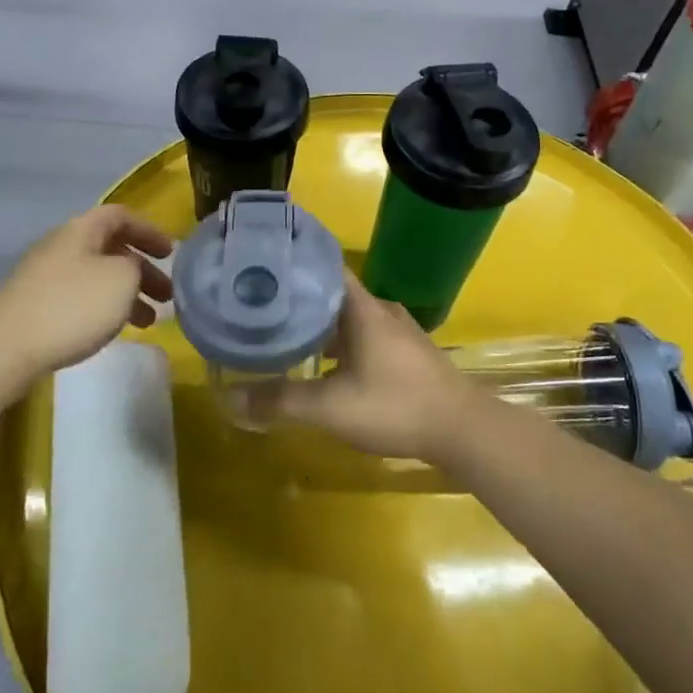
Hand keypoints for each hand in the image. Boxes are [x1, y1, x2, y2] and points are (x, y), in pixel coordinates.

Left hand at [0, 206, 173, 377]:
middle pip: (111, 249)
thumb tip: (133, 269)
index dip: (150, 231)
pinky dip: (104, 309)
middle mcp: (62, 245)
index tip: (171, 253)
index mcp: (82, 230)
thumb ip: (137, 266)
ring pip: (97, 277)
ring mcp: (44, 276)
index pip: (122, 216)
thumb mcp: (122, 279)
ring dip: (126, 294)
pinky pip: (80, 298)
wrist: (5, 348)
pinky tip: (113, 330)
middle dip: (142, 270)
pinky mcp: (35, 306)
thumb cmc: (72, 306)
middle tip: (167, 294)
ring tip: (149, 321)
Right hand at [240, 273, 475, 461]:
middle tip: (261, 306)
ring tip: (284, 335)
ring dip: (320, 325)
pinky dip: (340, 343)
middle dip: (299, 299)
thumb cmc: (396, 406)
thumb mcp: (332, 407)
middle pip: (333, 293)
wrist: (463, 430)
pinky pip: (364, 335)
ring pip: (349, 317)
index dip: (296, 263)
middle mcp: (380, 310)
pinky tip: (324, 365)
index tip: (263, 266)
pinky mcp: (406, 353)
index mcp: (363, 308)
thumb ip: (282, 401)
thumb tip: (230, 397)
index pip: (325, 266)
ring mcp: (397, 331)